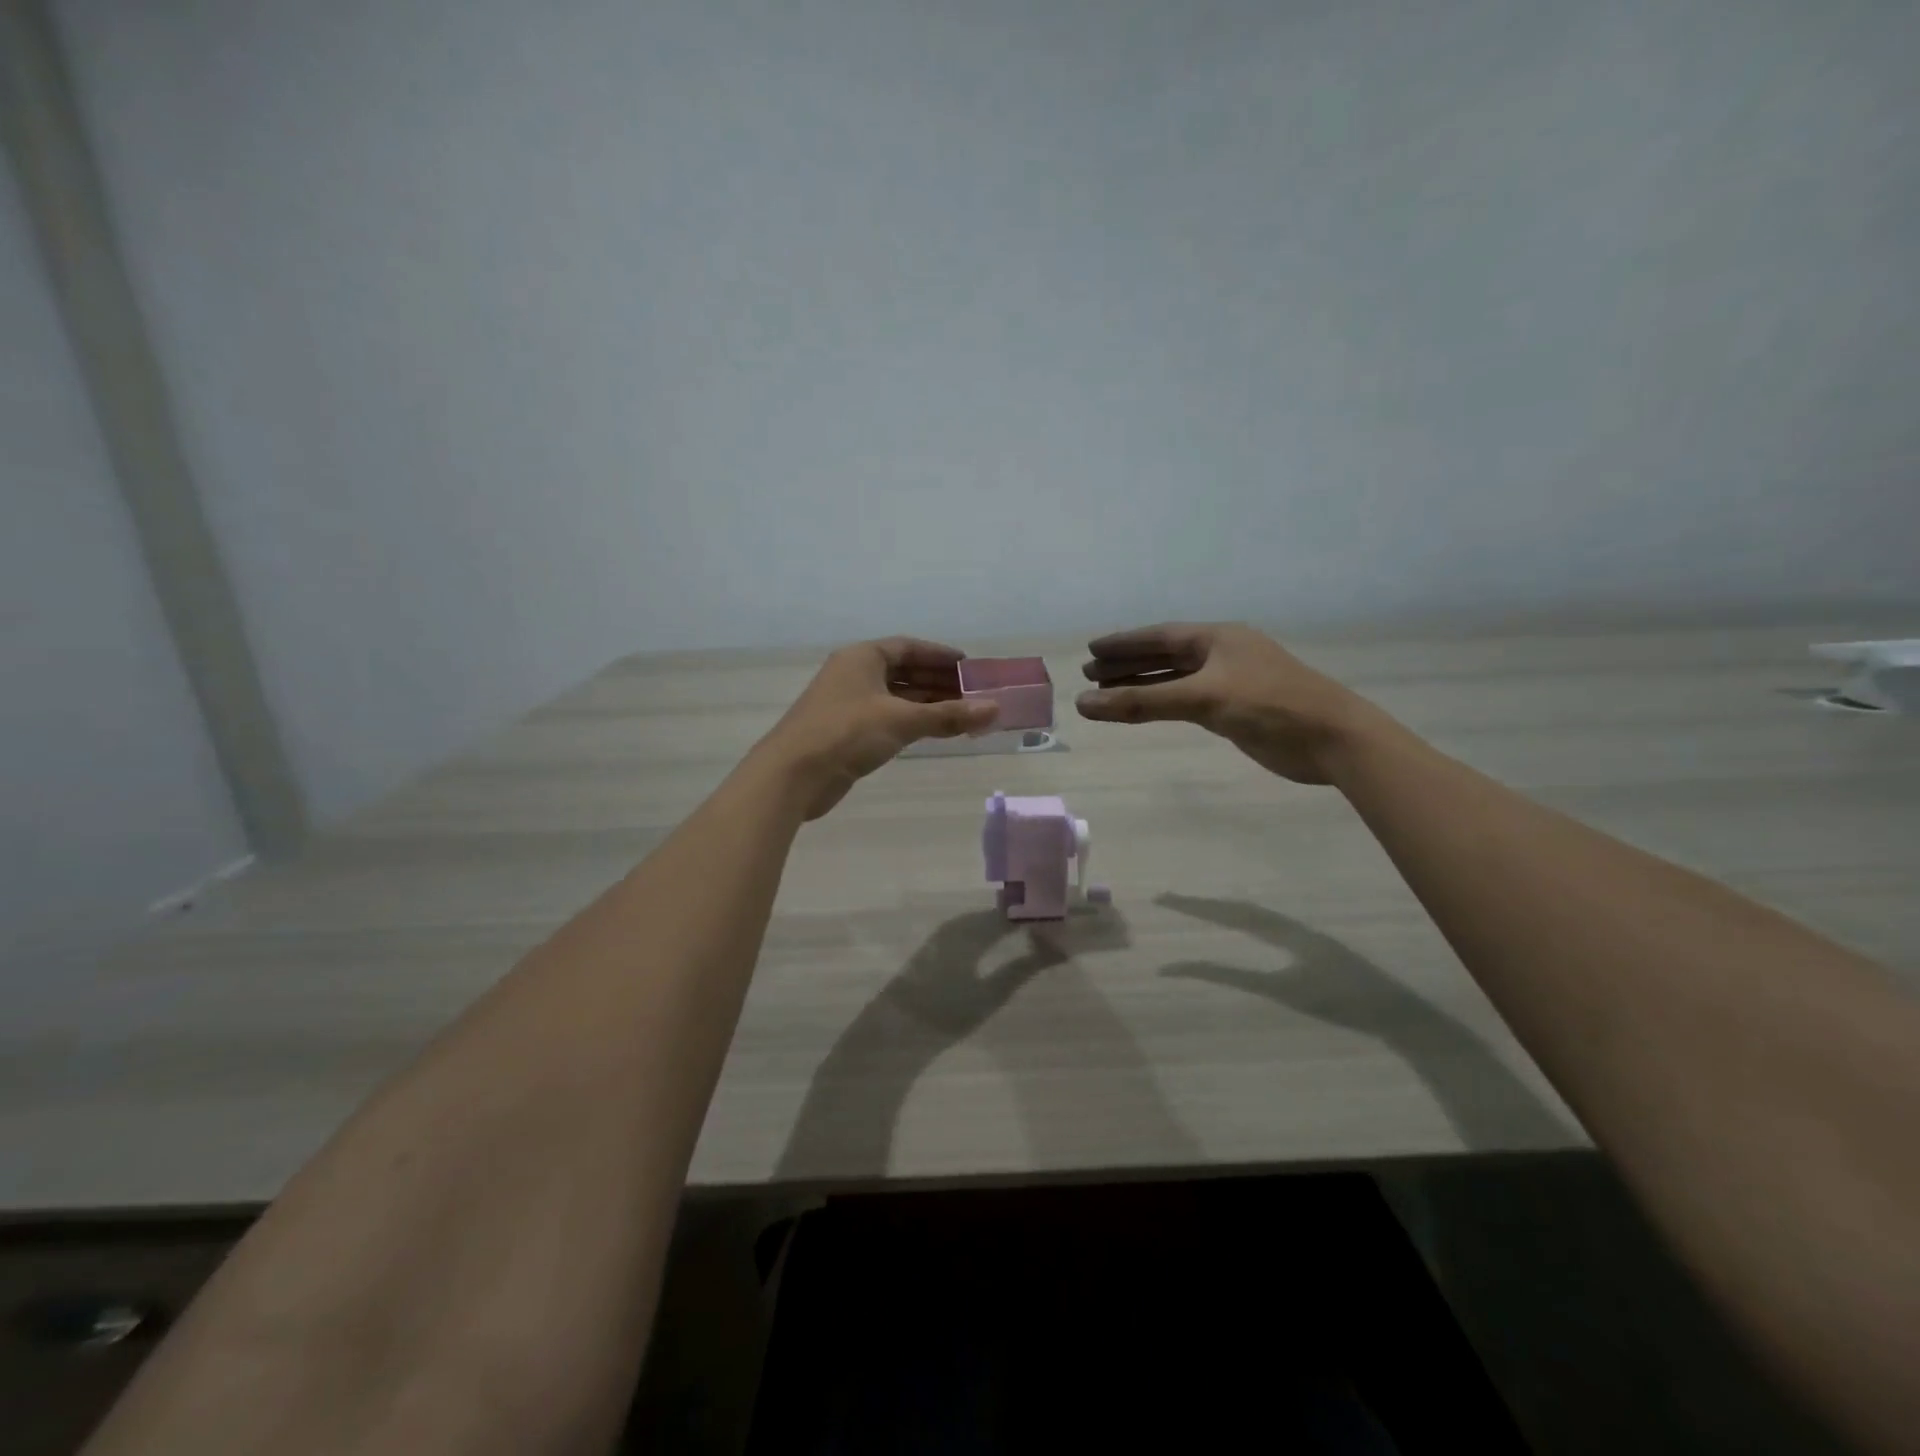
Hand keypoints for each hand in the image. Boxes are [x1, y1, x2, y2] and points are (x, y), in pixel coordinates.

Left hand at [756, 637, 997, 817]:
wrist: (793, 774)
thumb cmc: (847, 733)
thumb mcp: (902, 720)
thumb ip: (949, 715)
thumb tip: (995, 709)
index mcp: (862, 657)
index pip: (908, 647)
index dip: (939, 655)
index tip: (969, 665)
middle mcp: (854, 674)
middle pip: (903, 671)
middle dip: (938, 682)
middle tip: (972, 693)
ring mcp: (848, 704)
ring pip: (895, 697)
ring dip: (927, 704)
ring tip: (961, 714)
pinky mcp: (845, 732)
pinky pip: (887, 718)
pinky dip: (911, 721)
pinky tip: (932, 731)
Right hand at [1075, 622, 1391, 784]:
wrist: (1332, 738)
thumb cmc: (1269, 706)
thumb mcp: (1202, 699)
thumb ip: (1142, 702)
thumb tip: (1084, 704)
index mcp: (1217, 638)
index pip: (1159, 636)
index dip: (1124, 643)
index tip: (1092, 649)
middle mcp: (1221, 654)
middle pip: (1164, 655)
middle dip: (1128, 664)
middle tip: (1091, 673)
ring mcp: (1230, 681)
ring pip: (1176, 679)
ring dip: (1143, 684)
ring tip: (1108, 691)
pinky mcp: (1236, 709)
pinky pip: (1188, 699)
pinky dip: (1164, 703)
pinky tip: (1148, 708)